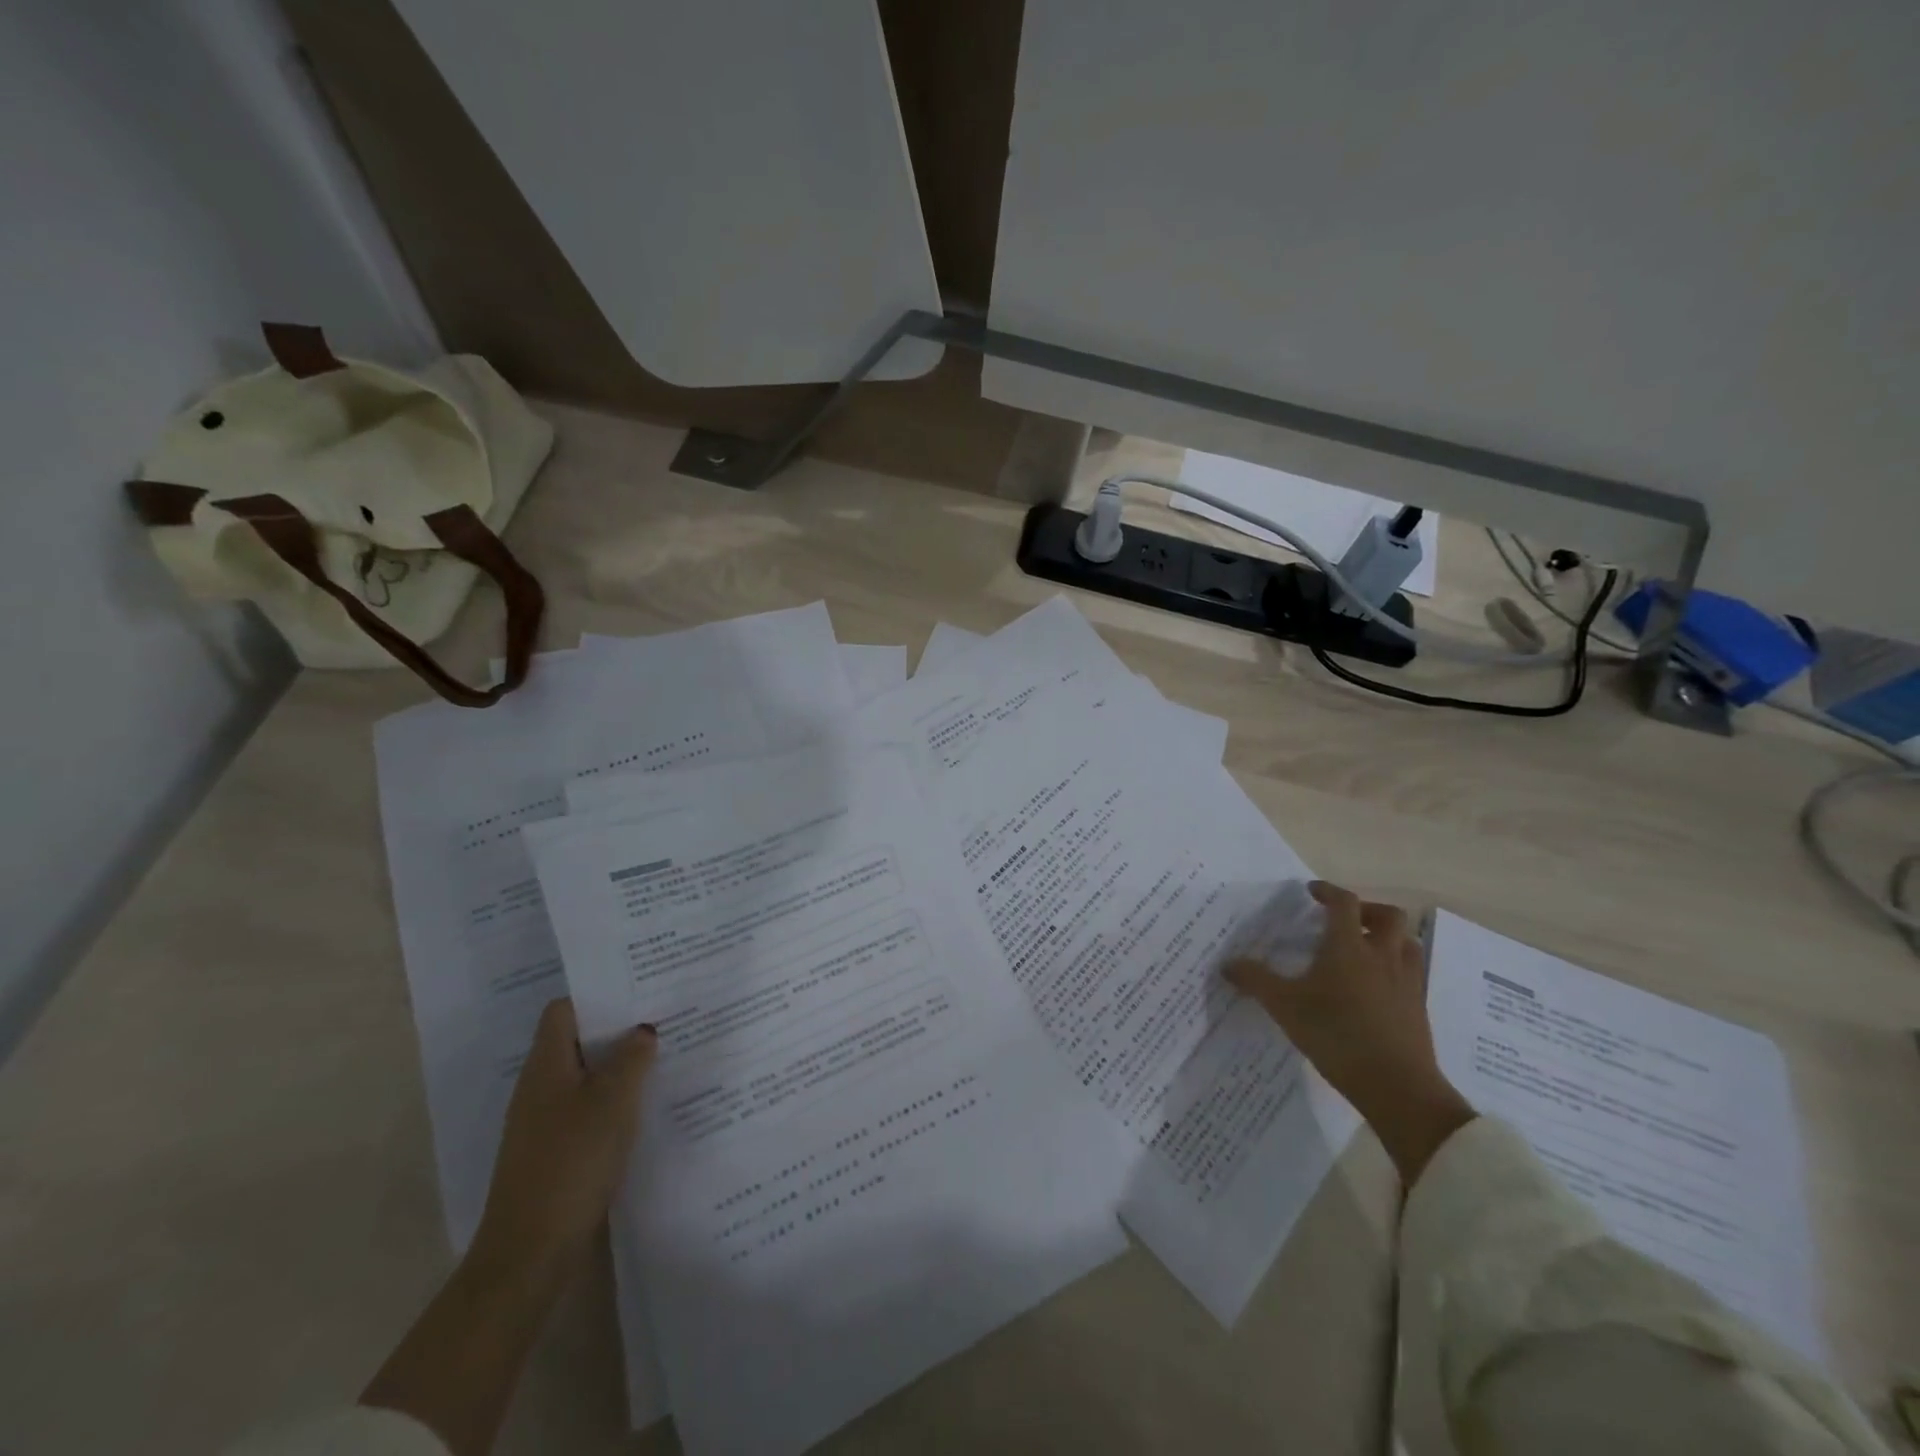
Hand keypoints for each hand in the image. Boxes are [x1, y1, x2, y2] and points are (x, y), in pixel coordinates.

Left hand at [471, 998, 657, 1279]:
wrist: (532, 1251)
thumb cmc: (572, 1161)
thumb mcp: (613, 1100)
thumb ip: (632, 1057)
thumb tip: (642, 1029)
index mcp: (546, 1065)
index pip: (565, 1010)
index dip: (598, 995)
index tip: (638, 988)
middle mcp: (540, 1087)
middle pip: (578, 1041)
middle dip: (617, 1029)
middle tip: (663, 1017)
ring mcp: (545, 1121)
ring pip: (586, 1076)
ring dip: (620, 1066)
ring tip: (664, 1055)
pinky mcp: (556, 1151)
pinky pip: (588, 1108)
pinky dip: (615, 1100)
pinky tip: (646, 1106)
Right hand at [1225, 881, 1473, 1184]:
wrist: (1397, 1086)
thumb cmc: (1336, 1035)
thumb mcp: (1284, 1007)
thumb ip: (1255, 981)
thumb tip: (1227, 963)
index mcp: (1348, 947)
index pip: (1344, 903)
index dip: (1328, 891)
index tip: (1312, 891)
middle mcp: (1382, 956)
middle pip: (1389, 916)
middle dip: (1367, 910)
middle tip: (1344, 920)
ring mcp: (1406, 982)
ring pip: (1408, 943)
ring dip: (1388, 937)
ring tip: (1366, 950)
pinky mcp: (1418, 1007)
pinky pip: (1412, 973)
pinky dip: (1396, 968)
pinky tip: (1377, 987)